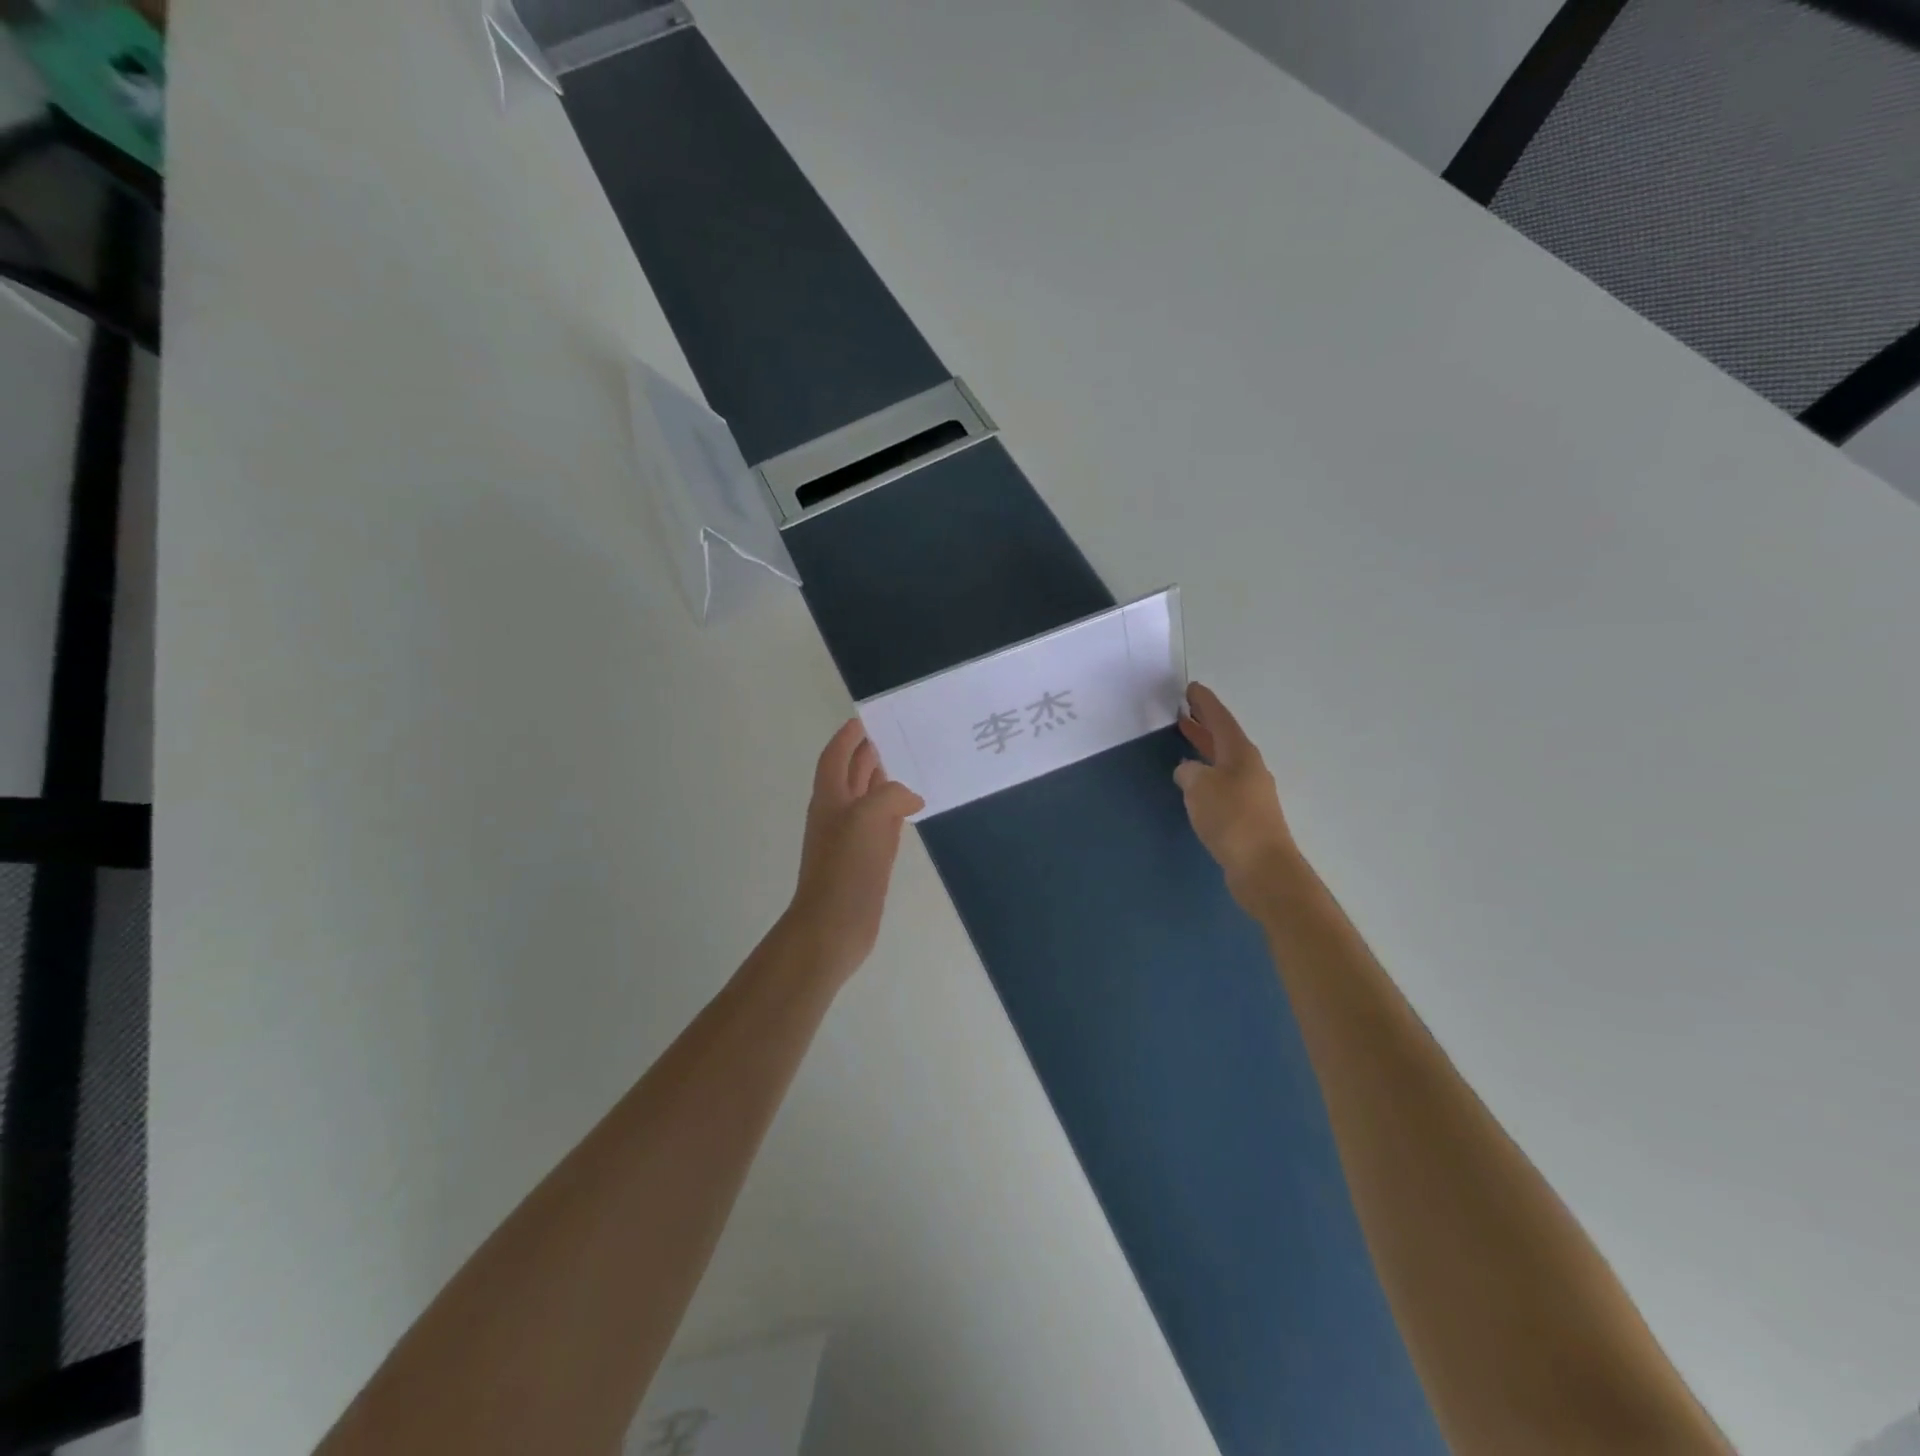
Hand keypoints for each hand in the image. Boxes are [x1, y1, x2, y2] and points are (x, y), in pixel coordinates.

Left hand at [784, 719, 925, 982]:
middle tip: (895, 735)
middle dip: (868, 753)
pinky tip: (911, 806)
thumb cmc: (846, 866)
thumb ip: (891, 795)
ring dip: (882, 780)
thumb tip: (911, 798)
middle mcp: (838, 814)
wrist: (834, 925)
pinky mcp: (867, 860)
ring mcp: (852, 839)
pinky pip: (882, 825)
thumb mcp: (869, 817)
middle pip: (851, 774)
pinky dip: (894, 810)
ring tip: (907, 763)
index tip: (864, 719)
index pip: (835, 757)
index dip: (847, 737)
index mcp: (830, 798)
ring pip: (867, 799)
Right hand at [1174, 683, 1297, 908]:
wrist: (1261, 867)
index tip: (1191, 688)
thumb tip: (1188, 771)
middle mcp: (1248, 768)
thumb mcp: (1200, 787)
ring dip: (1204, 748)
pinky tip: (1194, 782)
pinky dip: (1206, 774)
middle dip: (1204, 724)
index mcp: (1240, 754)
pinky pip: (1221, 783)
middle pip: (1223, 738)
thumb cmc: (1231, 819)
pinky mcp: (1246, 814)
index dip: (1205, 703)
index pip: (1220, 720)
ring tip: (1186, 740)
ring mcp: (1249, 792)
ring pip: (1222, 760)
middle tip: (1184, 710)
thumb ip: (1189, 772)